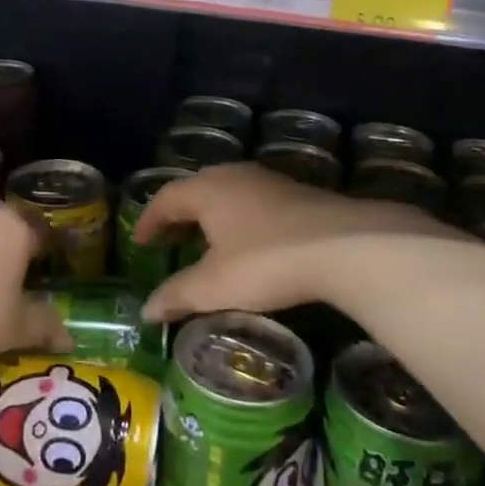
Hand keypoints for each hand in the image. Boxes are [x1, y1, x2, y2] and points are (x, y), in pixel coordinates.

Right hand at [137, 163, 456, 321]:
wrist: (344, 245)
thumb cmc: (266, 261)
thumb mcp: (215, 285)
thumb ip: (178, 295)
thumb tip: (145, 310)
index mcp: (207, 189)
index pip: (166, 197)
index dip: (149, 219)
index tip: (140, 241)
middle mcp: (234, 175)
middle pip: (196, 189)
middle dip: (179, 214)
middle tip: (169, 239)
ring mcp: (269, 181)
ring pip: (227, 192)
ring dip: (210, 215)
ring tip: (205, 241)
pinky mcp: (297, 194)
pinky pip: (253, 200)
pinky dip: (238, 218)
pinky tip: (248, 242)